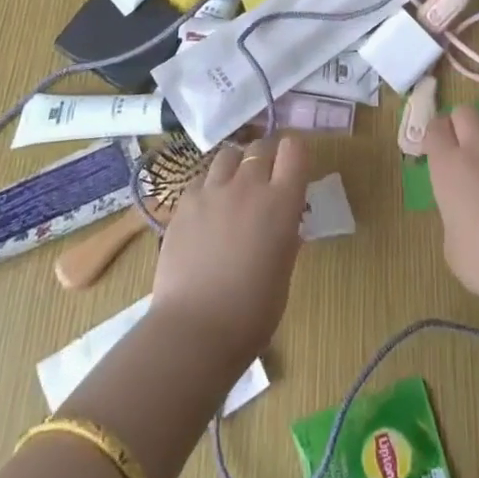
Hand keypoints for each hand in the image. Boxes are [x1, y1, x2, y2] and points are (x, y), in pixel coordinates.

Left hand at [150, 135, 310, 364]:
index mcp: (281, 202)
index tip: (293, 170)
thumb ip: (285, 236)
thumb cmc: (252, 312)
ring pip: (228, 155)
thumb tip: (284, 223)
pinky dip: (209, 187)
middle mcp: (248, 186)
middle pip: (261, 147)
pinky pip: (201, 179)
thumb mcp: (283, 270)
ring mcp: (213, 191)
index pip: (294, 149)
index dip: (295, 155)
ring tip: (233, 189)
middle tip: (265, 182)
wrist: (195, 330)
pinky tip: (207, 210)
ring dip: (236, 166)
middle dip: (266, 158)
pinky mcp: (184, 203)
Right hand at [424, 107, 478, 314]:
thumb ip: (451, 211)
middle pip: (464, 112)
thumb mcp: (451, 243)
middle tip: (465, 148)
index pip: (435, 127)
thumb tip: (461, 205)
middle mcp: (476, 147)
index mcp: (447, 166)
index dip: (436, 136)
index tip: (438, 150)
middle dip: (461, 125)